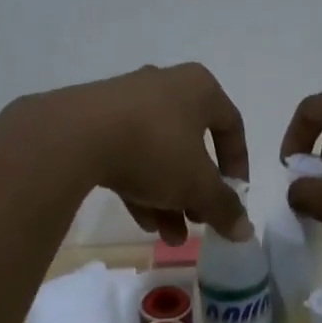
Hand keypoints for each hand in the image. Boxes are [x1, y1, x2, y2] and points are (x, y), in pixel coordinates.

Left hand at [23, 64, 251, 244]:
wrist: (75, 135)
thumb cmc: (155, 149)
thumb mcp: (197, 184)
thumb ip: (224, 207)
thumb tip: (245, 230)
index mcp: (198, 88)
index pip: (231, 125)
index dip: (238, 165)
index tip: (234, 197)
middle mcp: (165, 85)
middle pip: (191, 143)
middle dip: (196, 190)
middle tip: (197, 221)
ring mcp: (126, 100)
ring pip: (158, 152)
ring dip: (168, 196)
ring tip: (170, 237)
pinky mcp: (95, 118)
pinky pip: (127, 153)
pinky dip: (139, 185)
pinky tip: (142, 221)